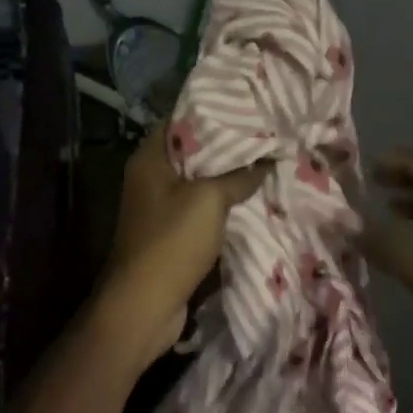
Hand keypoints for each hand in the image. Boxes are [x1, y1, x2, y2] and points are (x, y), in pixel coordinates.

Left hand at [97, 125, 266, 369]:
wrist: (144, 305)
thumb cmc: (171, 242)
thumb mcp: (209, 200)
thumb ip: (239, 176)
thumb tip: (267, 161)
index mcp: (150, 159)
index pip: (181, 120)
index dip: (213, 111)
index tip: (250, 107)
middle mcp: (150, 178)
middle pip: (193, 152)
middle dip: (229, 146)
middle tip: (268, 135)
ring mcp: (159, 208)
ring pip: (200, 183)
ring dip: (229, 178)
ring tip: (267, 163)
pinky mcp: (171, 234)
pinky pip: (201, 210)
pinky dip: (223, 205)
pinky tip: (253, 200)